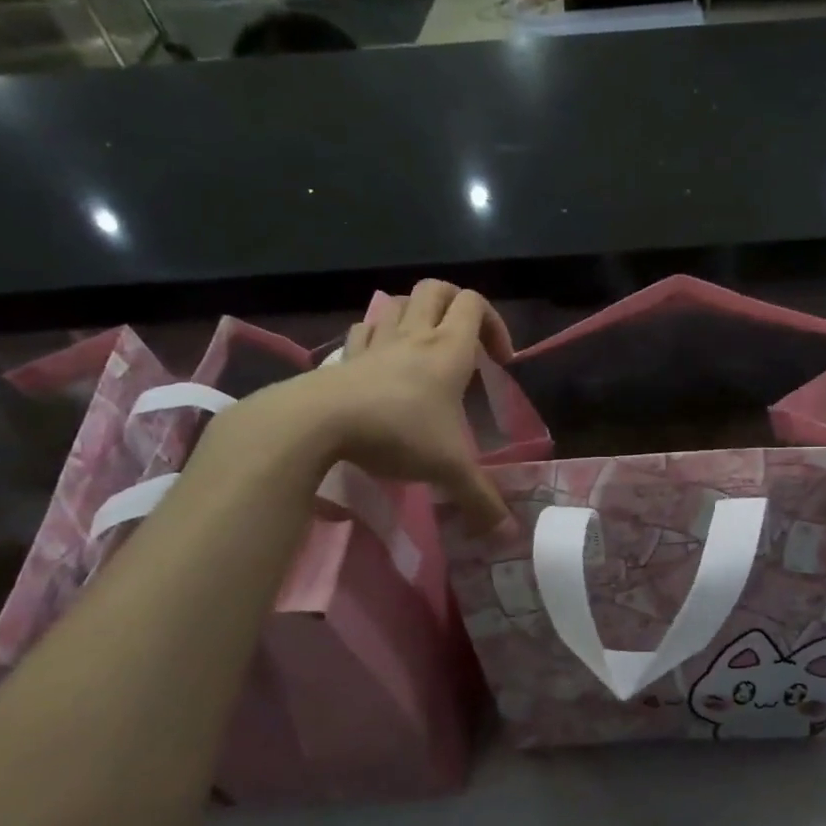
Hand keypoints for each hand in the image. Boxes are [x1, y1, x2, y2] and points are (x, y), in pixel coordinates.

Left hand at [203, 280, 512, 532]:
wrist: (317, 423)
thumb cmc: (396, 432)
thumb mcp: (449, 469)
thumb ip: (481, 501)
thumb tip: (508, 536)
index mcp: (448, 349)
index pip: (474, 304)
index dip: (494, 323)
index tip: (499, 361)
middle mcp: (414, 335)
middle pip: (436, 289)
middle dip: (455, 304)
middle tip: (465, 339)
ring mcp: (375, 342)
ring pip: (397, 302)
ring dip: (415, 313)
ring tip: (423, 345)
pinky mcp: (344, 357)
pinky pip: (364, 329)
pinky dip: (377, 334)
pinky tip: (380, 359)